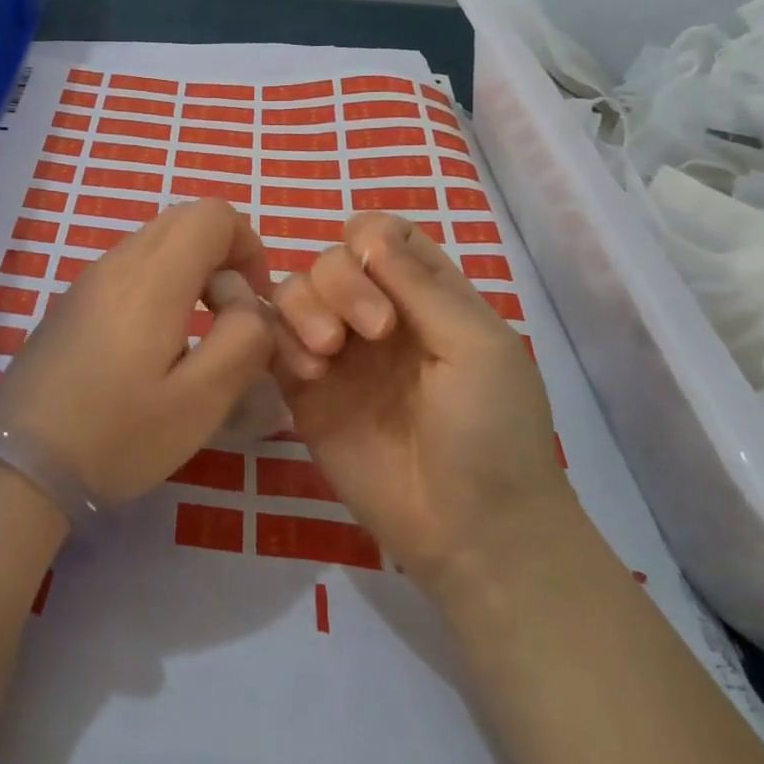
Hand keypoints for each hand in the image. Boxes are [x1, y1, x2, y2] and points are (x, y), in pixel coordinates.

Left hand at [0, 199, 275, 505]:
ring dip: (191, 271)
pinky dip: (160, 285)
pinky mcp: (72, 303)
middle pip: (184, 220)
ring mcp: (88, 281)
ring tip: (195, 337)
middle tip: (230, 317)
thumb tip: (247, 303)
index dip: (249, 246)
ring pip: (155, 243)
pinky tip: (154, 347)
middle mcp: (116, 264)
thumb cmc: (116, 436)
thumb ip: (243, 340)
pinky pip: (129, 269)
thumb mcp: (200, 401)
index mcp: (151, 279)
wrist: (20, 466)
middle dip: (223, 255)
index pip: (212, 215)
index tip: (253, 301)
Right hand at [270, 212, 566, 589]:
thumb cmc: (492, 432)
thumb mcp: (477, 347)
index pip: (382, 235)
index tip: (376, 271)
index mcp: (428, 296)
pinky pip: (271, 339)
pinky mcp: (304, 389)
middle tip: (367, 334)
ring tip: (325, 356)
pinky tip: (308, 373)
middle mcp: (377, 314)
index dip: (369, 239)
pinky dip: (280, 340)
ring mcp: (338, 352)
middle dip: (339, 281)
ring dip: (304, 308)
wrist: (469, 530)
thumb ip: (421, 285)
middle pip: (331, 257)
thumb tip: (367, 232)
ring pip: (294, 290)